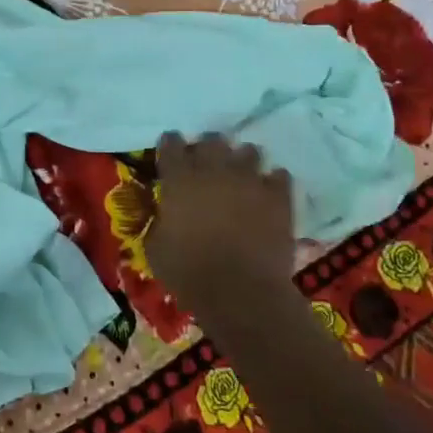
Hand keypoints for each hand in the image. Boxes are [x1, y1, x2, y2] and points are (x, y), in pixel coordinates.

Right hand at [145, 134, 296, 312]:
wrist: (240, 293)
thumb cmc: (189, 273)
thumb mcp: (154, 248)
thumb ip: (157, 220)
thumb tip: (162, 212)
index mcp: (179, 179)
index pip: (171, 144)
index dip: (170, 145)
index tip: (169, 153)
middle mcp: (214, 170)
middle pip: (212, 140)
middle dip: (207, 148)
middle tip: (206, 165)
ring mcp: (249, 180)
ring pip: (248, 151)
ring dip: (241, 161)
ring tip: (239, 177)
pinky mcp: (278, 197)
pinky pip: (278, 175)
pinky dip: (272, 181)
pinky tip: (267, 193)